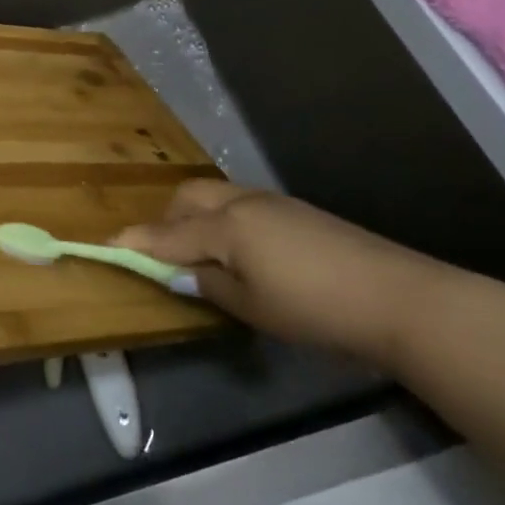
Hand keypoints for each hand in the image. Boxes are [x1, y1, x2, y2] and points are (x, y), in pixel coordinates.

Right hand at [113, 180, 461, 367]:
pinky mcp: (297, 210)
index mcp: (225, 227)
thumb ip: (208, 284)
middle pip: (189, 197)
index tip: (106, 244)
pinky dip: (225, 220)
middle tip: (164, 253)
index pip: (167, 234)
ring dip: (197, 216)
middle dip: (167, 219)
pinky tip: (241, 251)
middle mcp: (243, 203)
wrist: (397, 296)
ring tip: (202, 253)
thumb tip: (177, 274)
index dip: (136, 241)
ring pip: (217, 196)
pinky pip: (242, 204)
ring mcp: (273, 202)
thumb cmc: (314, 308)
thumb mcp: (252, 306)